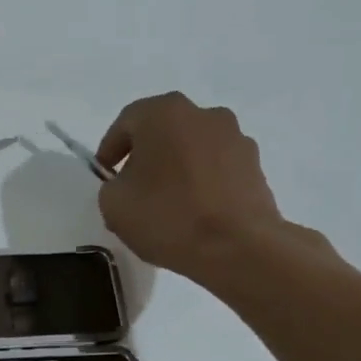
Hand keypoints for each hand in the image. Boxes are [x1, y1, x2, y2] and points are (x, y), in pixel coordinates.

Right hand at [95, 92, 311, 287]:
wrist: (237, 247)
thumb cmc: (168, 217)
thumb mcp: (113, 204)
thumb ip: (112, 186)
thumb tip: (128, 185)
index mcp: (165, 113)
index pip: (127, 122)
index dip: (110, 149)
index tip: (105, 176)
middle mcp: (204, 114)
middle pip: (163, 131)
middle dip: (146, 157)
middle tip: (133, 189)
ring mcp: (236, 138)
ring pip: (193, 149)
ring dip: (177, 168)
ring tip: (167, 205)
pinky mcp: (256, 166)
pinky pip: (217, 169)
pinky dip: (202, 183)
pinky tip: (194, 213)